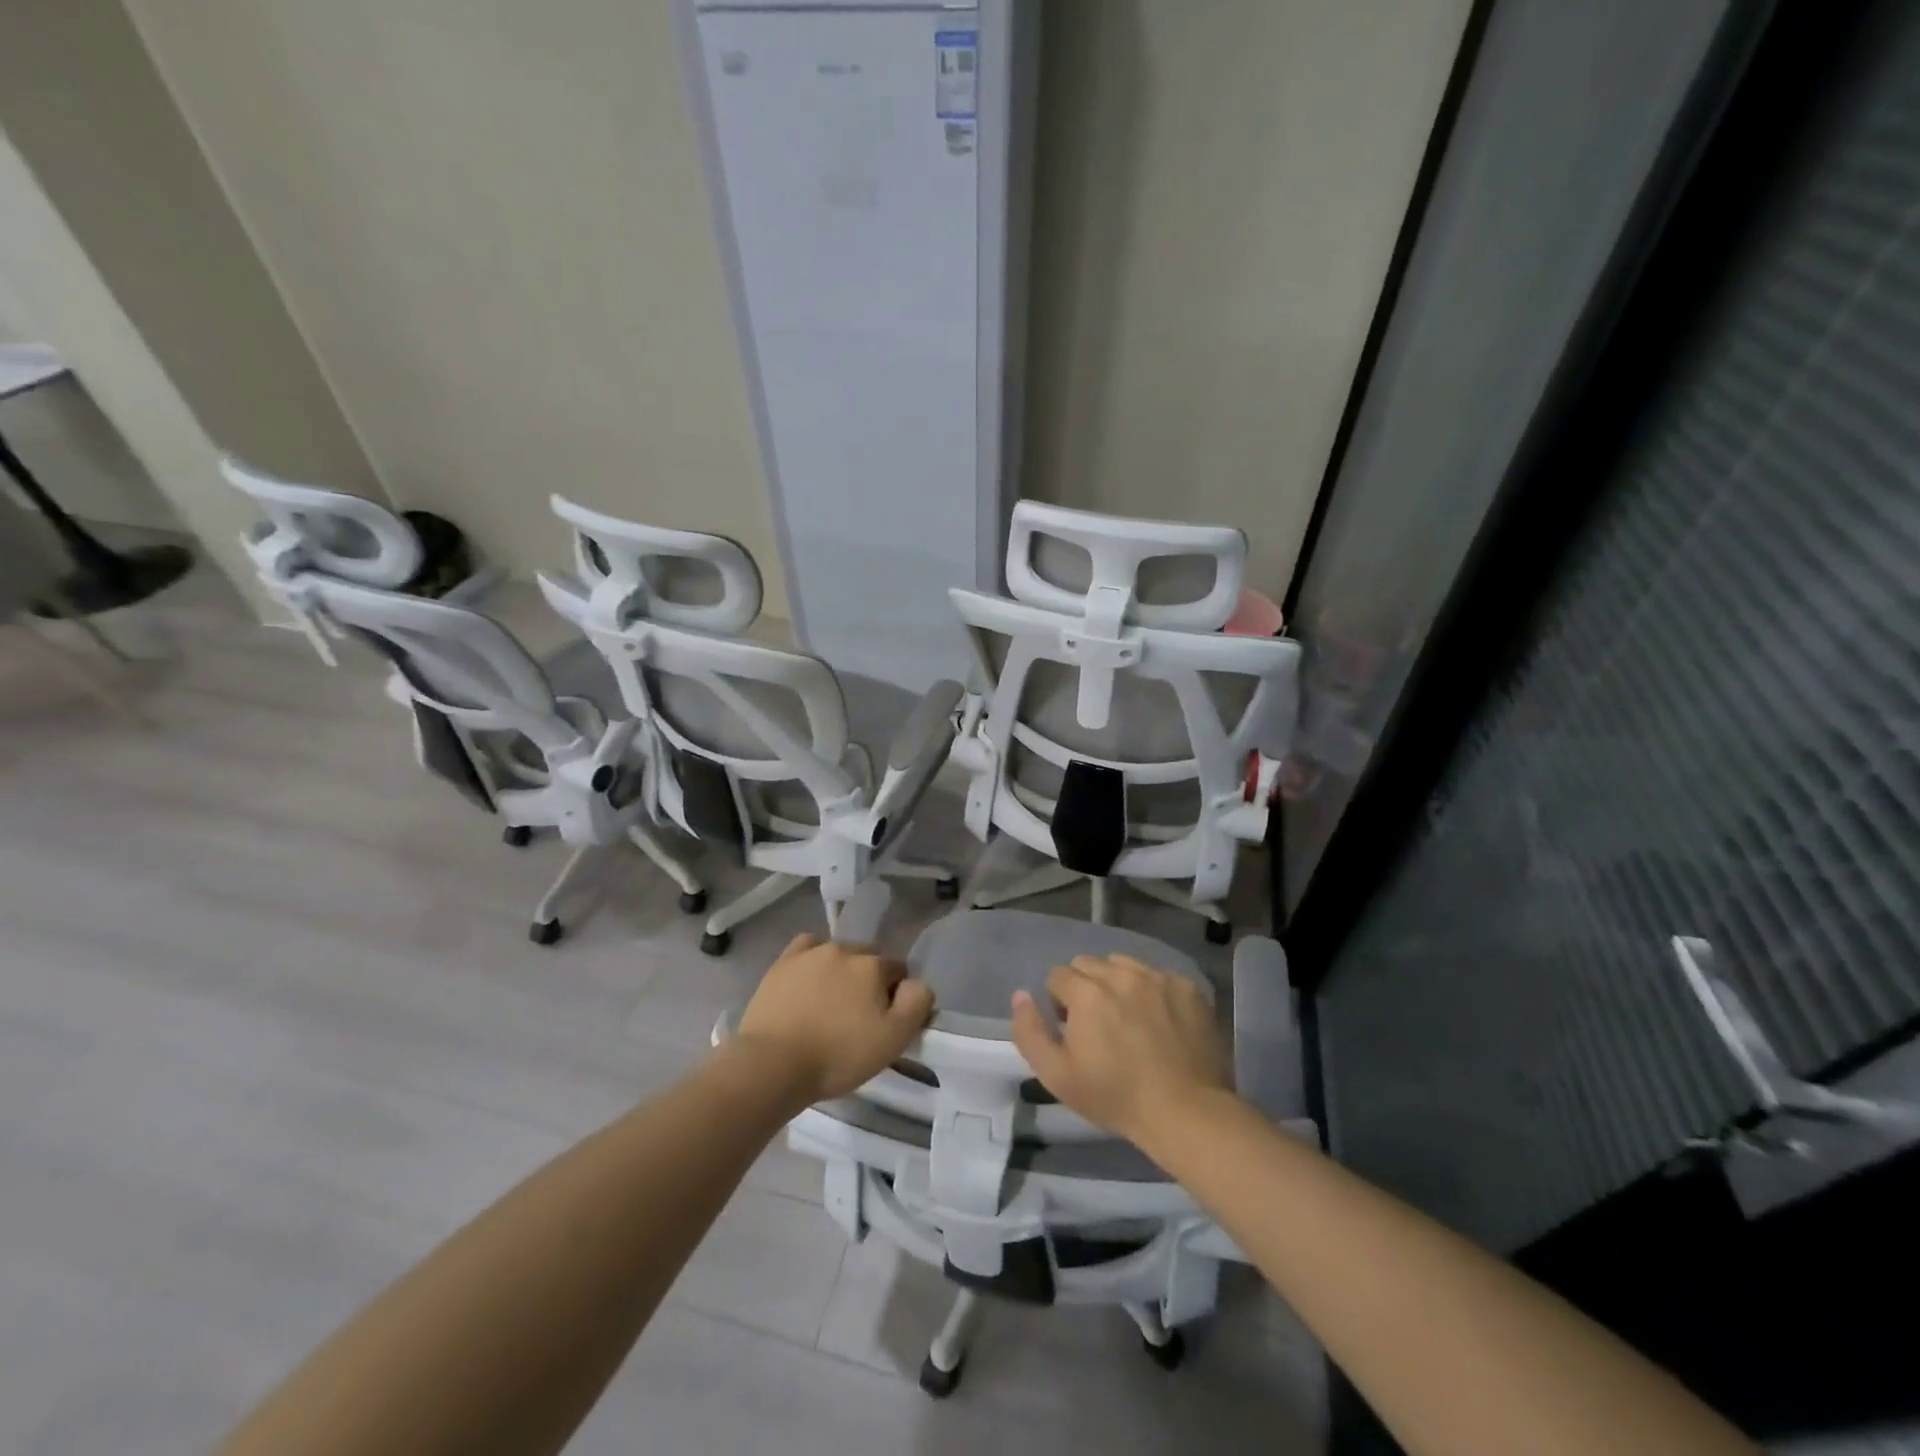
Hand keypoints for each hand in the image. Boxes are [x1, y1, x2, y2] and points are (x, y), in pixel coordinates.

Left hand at [733, 933, 934, 1103]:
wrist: (773, 1063)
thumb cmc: (838, 1055)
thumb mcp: (893, 1039)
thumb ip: (917, 1004)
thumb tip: (917, 984)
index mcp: (873, 965)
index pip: (898, 970)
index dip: (896, 995)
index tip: (885, 1021)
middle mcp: (845, 949)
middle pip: (868, 959)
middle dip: (869, 980)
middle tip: (859, 1016)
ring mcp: (811, 953)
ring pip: (838, 954)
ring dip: (842, 972)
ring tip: (831, 1005)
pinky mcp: (783, 963)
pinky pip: (806, 948)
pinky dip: (813, 960)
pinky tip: (810, 979)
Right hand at [1009, 954, 1232, 1146]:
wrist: (1186, 1112)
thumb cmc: (1115, 1097)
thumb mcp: (1056, 1076)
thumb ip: (1029, 1031)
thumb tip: (1021, 995)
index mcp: (1087, 992)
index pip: (1058, 975)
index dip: (1059, 1001)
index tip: (1071, 1028)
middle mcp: (1121, 974)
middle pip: (1089, 964)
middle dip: (1085, 986)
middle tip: (1097, 1022)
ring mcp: (1158, 978)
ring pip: (1123, 964)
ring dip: (1117, 982)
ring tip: (1127, 1016)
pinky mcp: (1187, 987)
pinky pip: (1158, 976)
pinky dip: (1151, 991)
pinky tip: (1159, 1020)